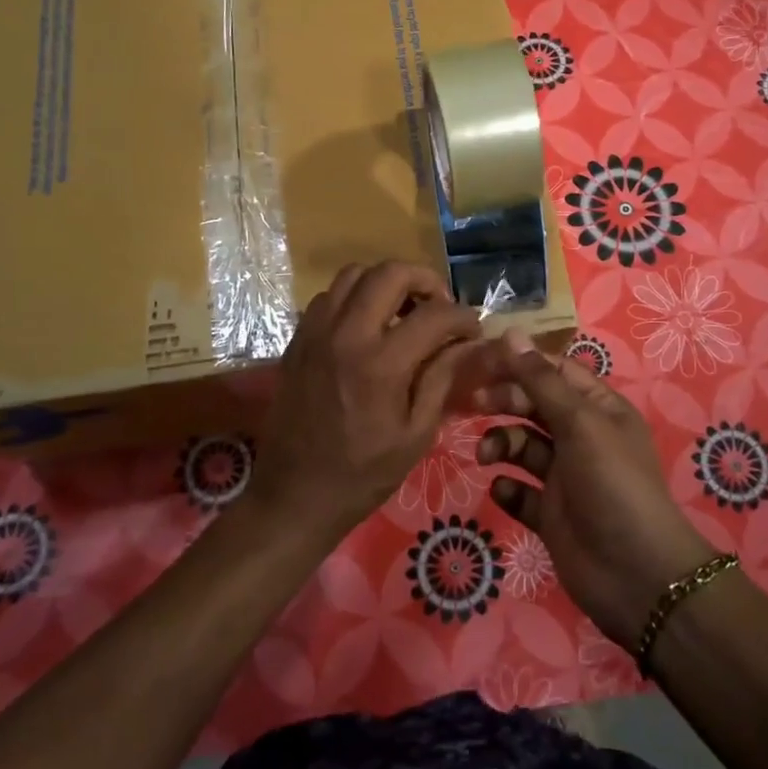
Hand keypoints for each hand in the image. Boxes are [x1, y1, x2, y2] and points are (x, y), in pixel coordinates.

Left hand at [253, 261, 482, 539]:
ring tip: (403, 311)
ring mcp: (316, 332)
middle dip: (424, 280)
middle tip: (439, 307)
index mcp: (380, 364)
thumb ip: (442, 378)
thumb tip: (468, 343)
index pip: (434, 315)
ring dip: (386, 283)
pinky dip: (354, 297)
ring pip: (354, 274)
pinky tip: (368, 326)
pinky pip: (328, 295)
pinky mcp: (298, 339)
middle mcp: (346, 335)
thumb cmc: (363, 474)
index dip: (463, 317)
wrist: (294, 495)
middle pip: (389, 272)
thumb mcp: (416, 434)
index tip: (473, 330)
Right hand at [477, 332, 715, 651]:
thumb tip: (510, 333)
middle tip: (473, 404)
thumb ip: (541, 381)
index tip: (480, 359)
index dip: (519, 362)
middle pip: (534, 405)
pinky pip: (520, 491)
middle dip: (504, 401)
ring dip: (501, 444)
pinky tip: (504, 490)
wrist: (637, 576)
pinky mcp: (550, 514)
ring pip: (522, 447)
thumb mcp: (580, 424)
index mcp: (598, 408)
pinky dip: (508, 488)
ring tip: (487, 456)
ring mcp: (565, 477)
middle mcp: (581, 437)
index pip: (554, 371)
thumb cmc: (613, 485)